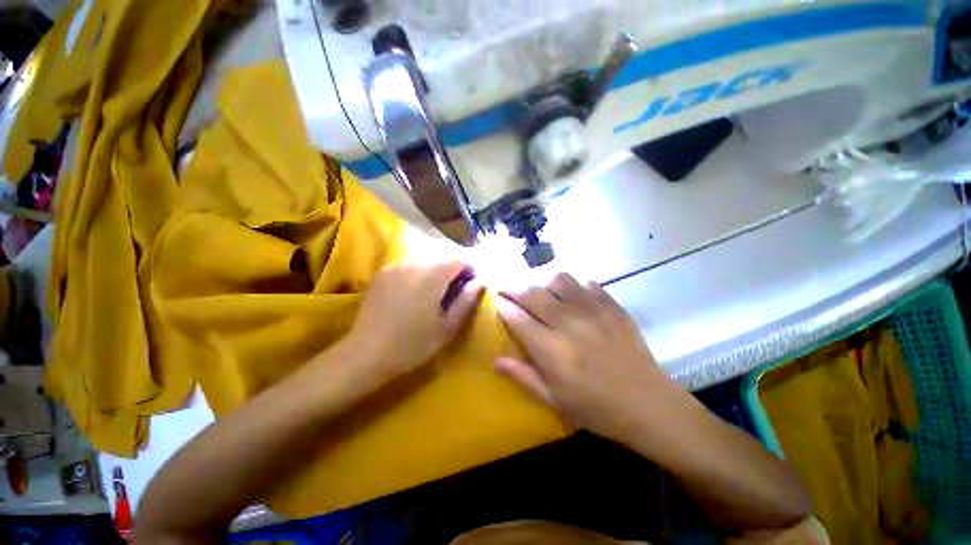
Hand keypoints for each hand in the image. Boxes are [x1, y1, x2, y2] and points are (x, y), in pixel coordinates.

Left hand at [346, 261, 484, 382]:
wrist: (366, 354)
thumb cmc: (413, 345)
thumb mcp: (447, 327)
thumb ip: (466, 301)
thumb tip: (481, 282)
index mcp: (433, 276)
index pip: (459, 260)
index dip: (469, 271)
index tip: (470, 287)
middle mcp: (414, 264)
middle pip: (441, 259)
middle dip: (452, 272)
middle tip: (452, 294)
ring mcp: (395, 267)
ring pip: (425, 262)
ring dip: (434, 273)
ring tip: (432, 295)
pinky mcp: (382, 274)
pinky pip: (408, 267)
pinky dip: (417, 275)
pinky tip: (412, 295)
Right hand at [495, 273, 679, 442]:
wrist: (650, 405)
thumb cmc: (597, 409)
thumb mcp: (554, 400)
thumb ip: (523, 376)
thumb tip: (495, 359)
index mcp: (552, 350)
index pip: (518, 318)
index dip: (503, 306)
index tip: (496, 301)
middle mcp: (569, 324)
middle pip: (533, 294)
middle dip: (514, 288)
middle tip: (508, 289)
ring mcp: (594, 311)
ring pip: (559, 280)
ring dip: (544, 284)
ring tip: (542, 293)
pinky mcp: (613, 306)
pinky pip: (587, 283)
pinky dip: (573, 286)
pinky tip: (572, 298)